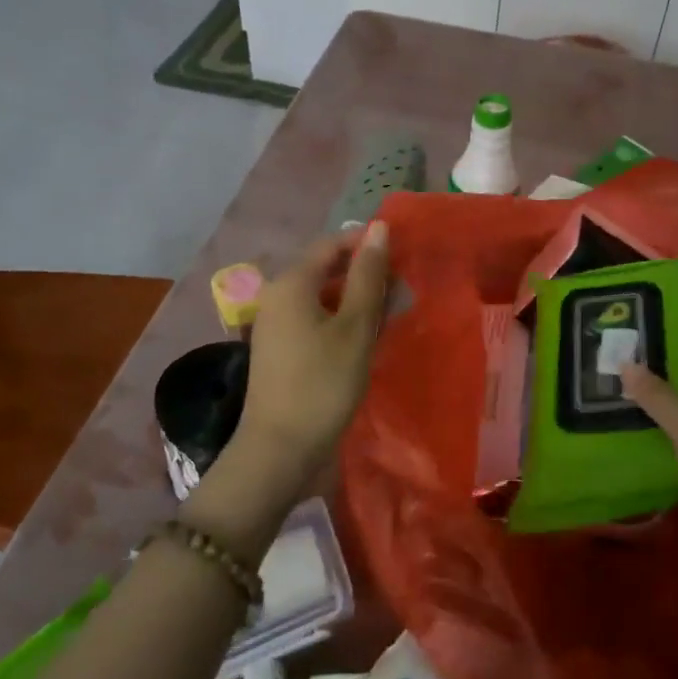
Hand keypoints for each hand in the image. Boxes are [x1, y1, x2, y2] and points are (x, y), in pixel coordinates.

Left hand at [230, 222, 389, 490]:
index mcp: (292, 283)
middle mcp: (277, 295)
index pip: (332, 244)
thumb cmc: (323, 383)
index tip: (402, 257)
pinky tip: (365, 337)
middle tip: (402, 291)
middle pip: (326, 269)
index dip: (367, 244)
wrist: (279, 450)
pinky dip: (341, 319)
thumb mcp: (355, 327)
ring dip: (356, 299)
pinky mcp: (280, 348)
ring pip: (322, 296)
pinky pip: (314, 318)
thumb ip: (368, 276)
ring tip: (391, 314)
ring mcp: (275, 323)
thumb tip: (378, 228)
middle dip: (365, 274)